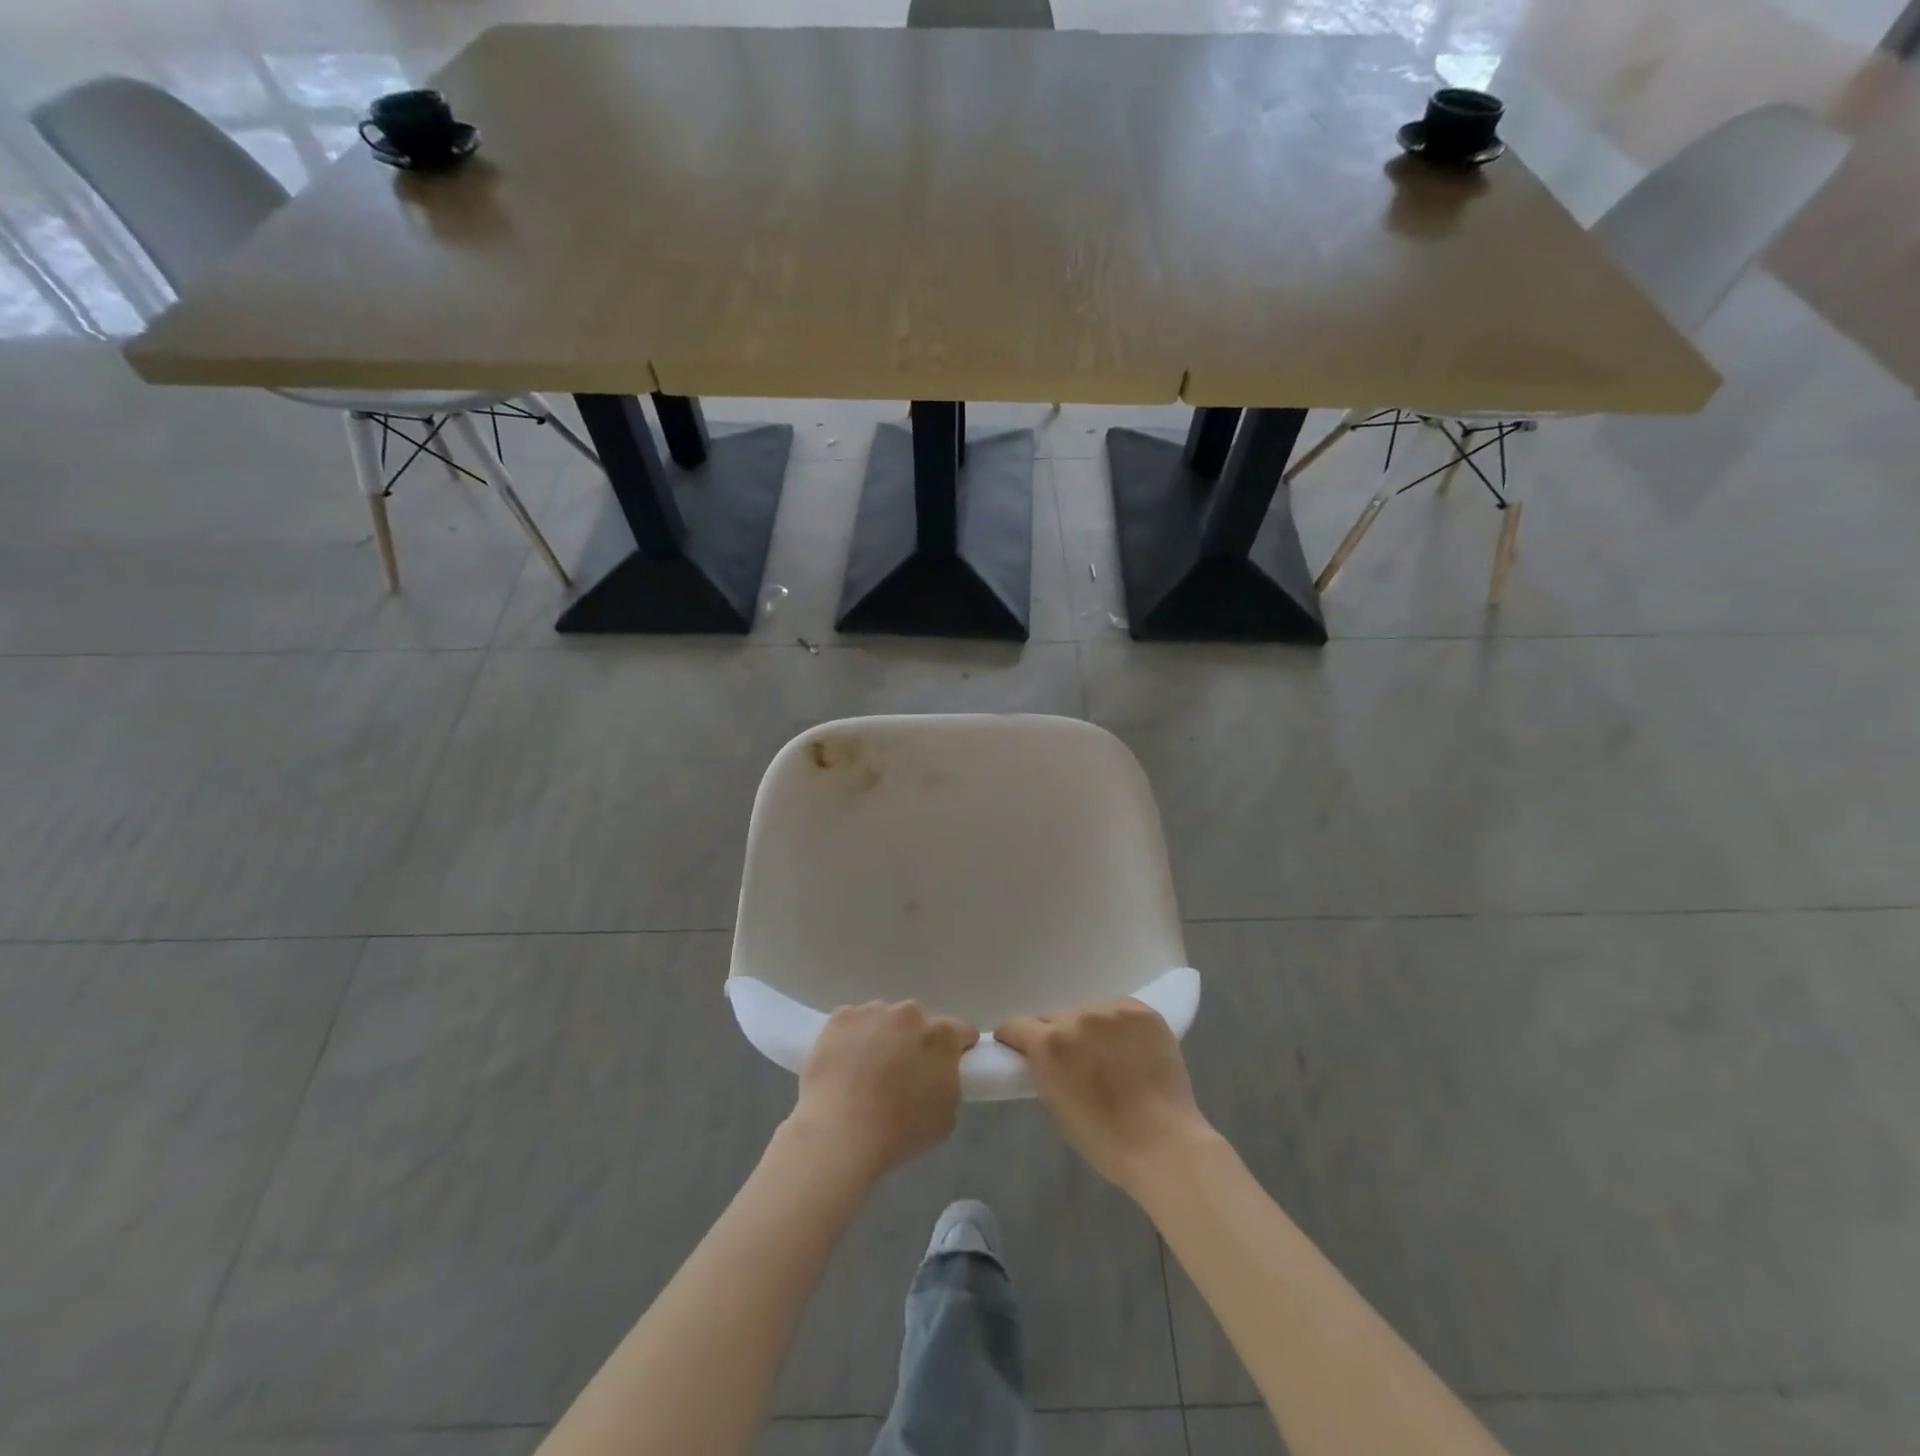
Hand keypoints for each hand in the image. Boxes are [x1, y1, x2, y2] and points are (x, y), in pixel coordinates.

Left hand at [789, 1001, 978, 1181]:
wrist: (840, 1132)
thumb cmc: (900, 1131)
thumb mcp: (945, 1116)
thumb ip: (948, 1084)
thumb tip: (937, 1077)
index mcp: (942, 1035)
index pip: (961, 1032)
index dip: (956, 1049)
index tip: (946, 1067)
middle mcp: (910, 1013)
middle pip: (918, 1023)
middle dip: (914, 1043)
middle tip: (900, 1076)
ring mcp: (873, 1011)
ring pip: (883, 1020)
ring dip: (881, 1038)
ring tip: (865, 1074)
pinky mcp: (841, 1017)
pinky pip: (852, 1024)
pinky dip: (850, 1039)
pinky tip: (842, 1067)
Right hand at [995, 998, 1213, 1192]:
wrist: (1164, 1144)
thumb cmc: (1104, 1139)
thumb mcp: (1056, 1105)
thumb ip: (1044, 1070)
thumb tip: (1042, 1057)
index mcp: (1049, 1043)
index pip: (1015, 1025)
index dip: (1014, 1039)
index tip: (1020, 1050)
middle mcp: (1077, 1018)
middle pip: (1052, 1017)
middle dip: (1054, 1036)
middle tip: (1071, 1061)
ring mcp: (1112, 1011)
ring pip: (1086, 1011)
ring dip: (1088, 1029)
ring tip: (1106, 1055)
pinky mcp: (1142, 1011)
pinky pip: (1117, 1011)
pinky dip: (1117, 1026)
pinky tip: (1129, 1048)